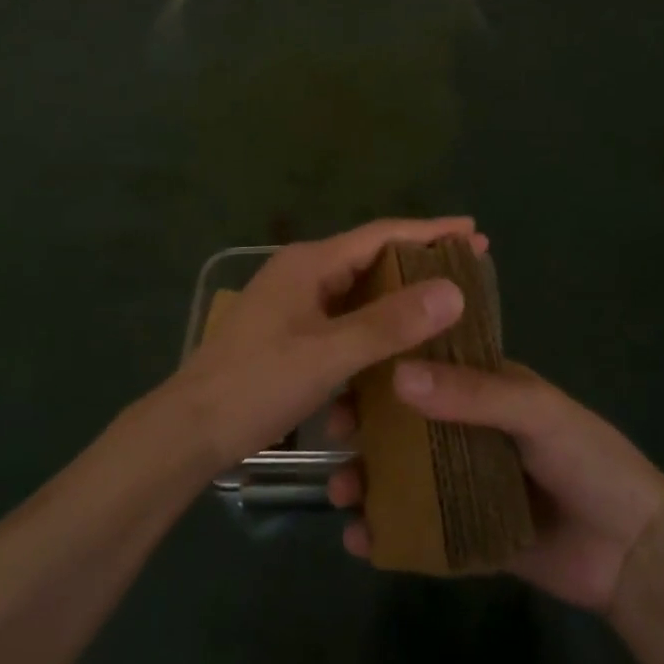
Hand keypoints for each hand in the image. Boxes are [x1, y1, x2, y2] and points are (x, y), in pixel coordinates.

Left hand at [167, 217, 485, 474]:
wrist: (187, 431)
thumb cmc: (256, 385)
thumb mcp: (328, 356)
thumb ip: (389, 324)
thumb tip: (453, 289)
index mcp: (310, 263)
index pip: (382, 235)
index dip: (431, 232)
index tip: (476, 232)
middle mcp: (302, 271)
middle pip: (372, 256)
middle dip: (420, 260)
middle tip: (470, 267)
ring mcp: (293, 301)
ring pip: (358, 288)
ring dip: (399, 293)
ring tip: (445, 302)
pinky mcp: (289, 330)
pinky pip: (344, 314)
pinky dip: (375, 321)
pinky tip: (400, 340)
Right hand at [328, 361, 663, 612]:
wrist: (634, 551)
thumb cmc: (588, 459)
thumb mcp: (535, 412)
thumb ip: (472, 393)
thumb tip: (398, 375)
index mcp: (483, 388)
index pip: (424, 366)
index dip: (382, 369)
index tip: (343, 378)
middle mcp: (468, 431)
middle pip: (404, 424)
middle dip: (364, 429)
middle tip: (333, 439)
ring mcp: (466, 484)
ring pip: (405, 476)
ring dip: (369, 480)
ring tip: (342, 495)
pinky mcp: (468, 535)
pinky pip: (420, 531)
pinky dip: (389, 532)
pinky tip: (361, 540)